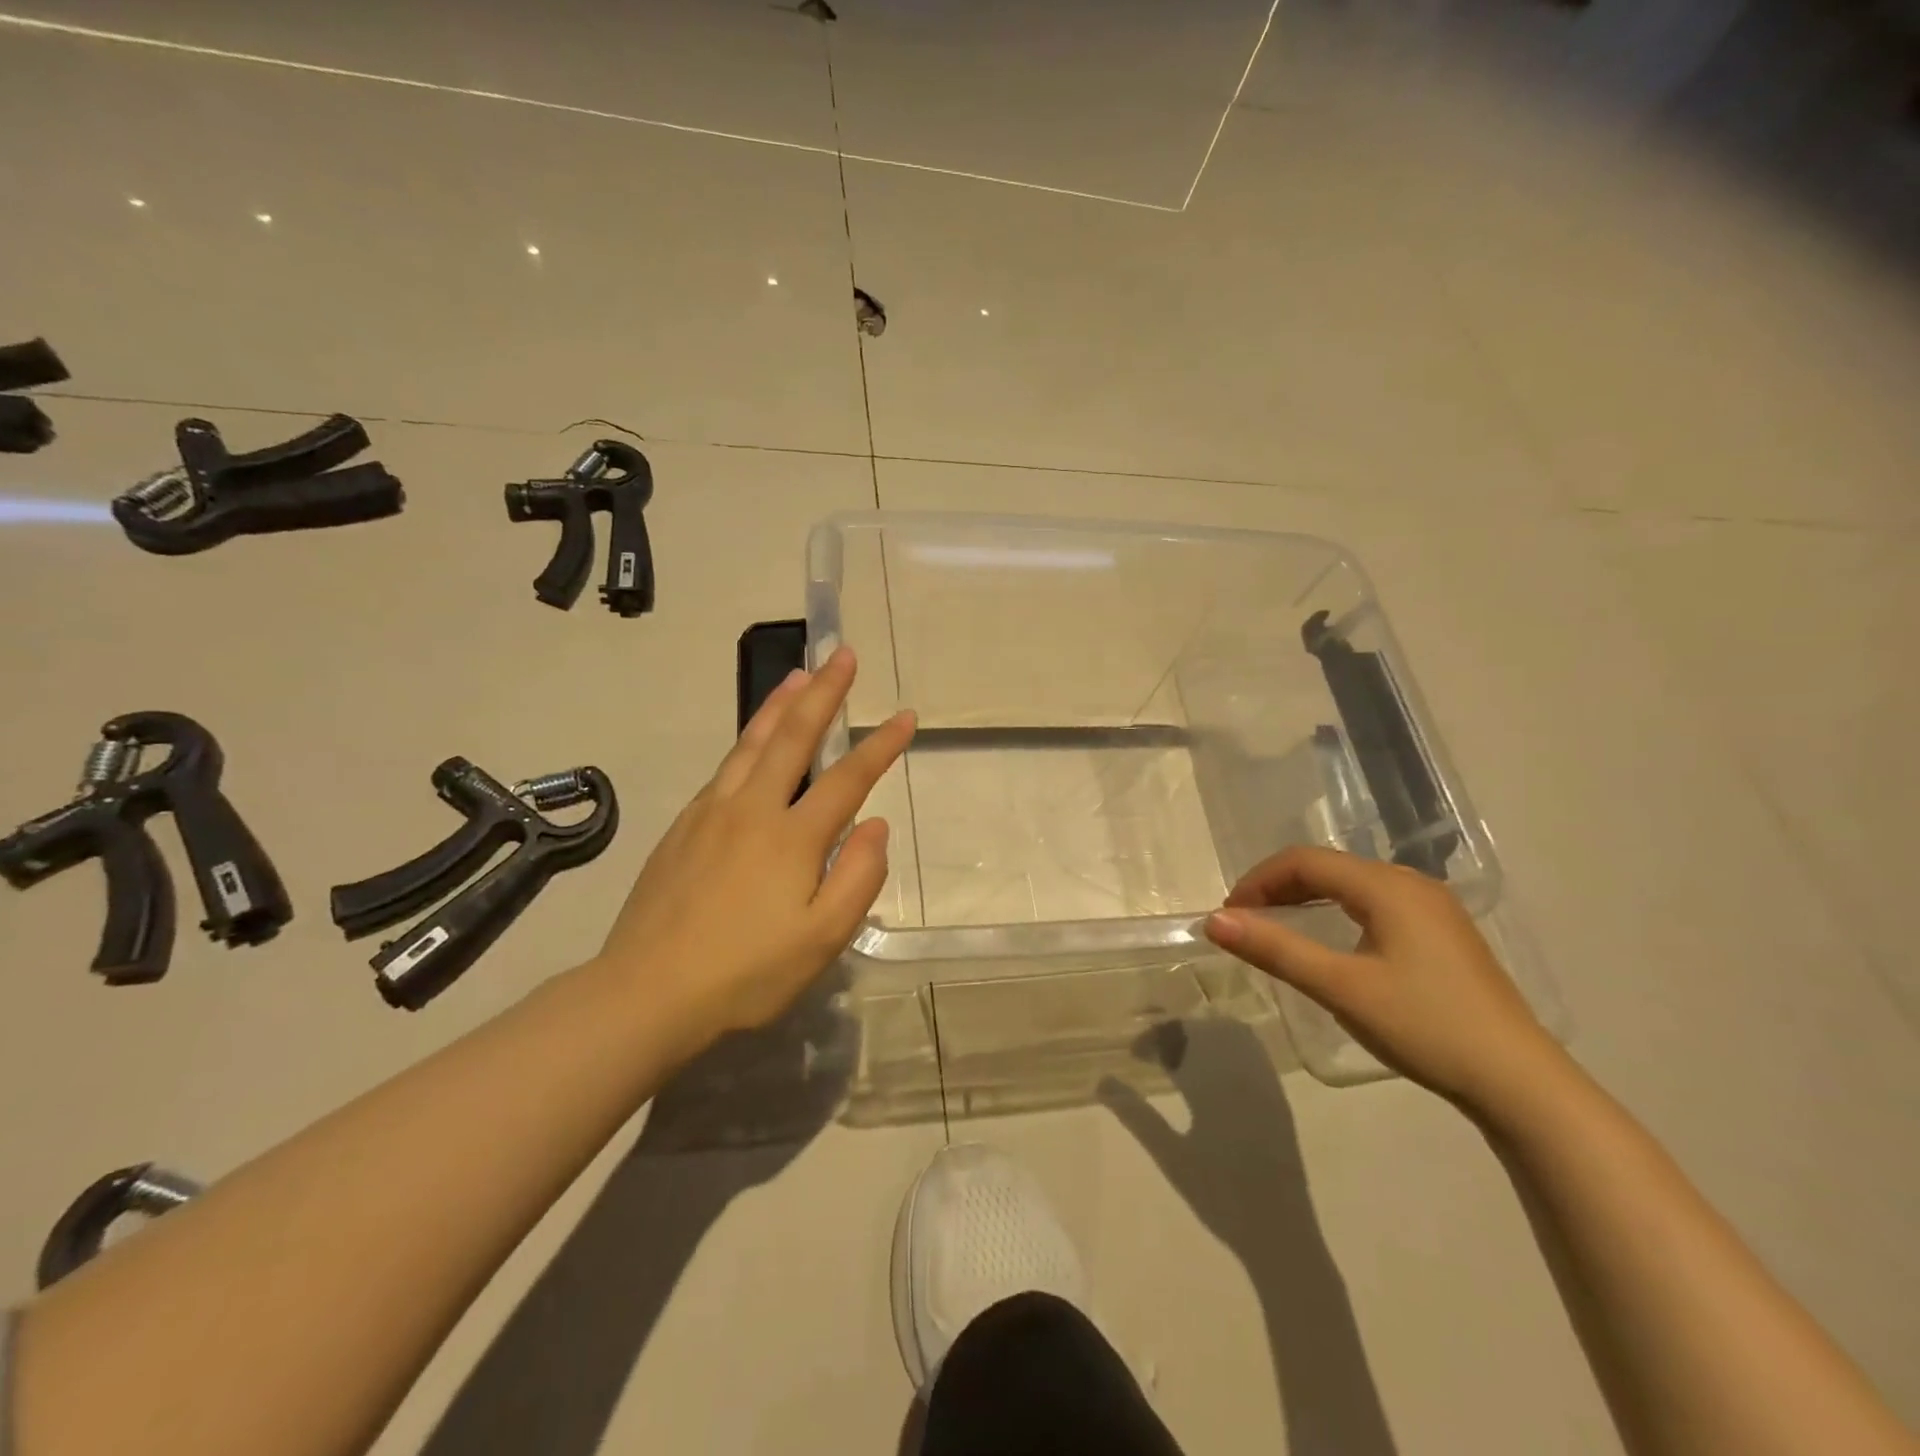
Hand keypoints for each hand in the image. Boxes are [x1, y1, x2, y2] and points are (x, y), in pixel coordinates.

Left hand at [594, 646, 913, 1047]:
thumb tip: (876, 825)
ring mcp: (711, 813)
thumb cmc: (745, 974)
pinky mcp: (683, 826)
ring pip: (751, 742)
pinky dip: (747, 739)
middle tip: (842, 654)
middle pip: (794, 737)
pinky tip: (753, 741)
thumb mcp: (821, 940)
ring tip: (798, 674)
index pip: (848, 778)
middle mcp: (752, 809)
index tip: (906, 715)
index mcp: (792, 837)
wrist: (645, 992)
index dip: (882, 745)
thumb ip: (857, 877)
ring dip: (779, 703)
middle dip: (824, 692)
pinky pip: (725, 768)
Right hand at [1204, 847, 1561, 1109]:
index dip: (1258, 880)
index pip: (1304, 860)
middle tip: (1246, 923)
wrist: (1520, 1083)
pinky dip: (1337, 912)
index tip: (1229, 916)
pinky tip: (1332, 942)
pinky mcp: (1444, 933)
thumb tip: (1214, 921)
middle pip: (1328, 867)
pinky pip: (1375, 903)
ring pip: (1352, 884)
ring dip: (1307, 898)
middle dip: (1279, 888)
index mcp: (1386, 886)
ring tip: (1278, 930)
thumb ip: (1275, 949)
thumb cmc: (1424, 1026)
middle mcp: (1411, 883)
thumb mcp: (1340, 988)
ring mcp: (1433, 907)